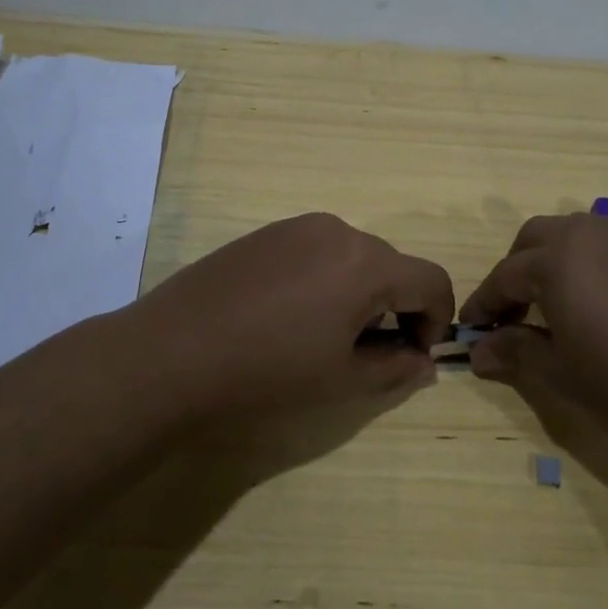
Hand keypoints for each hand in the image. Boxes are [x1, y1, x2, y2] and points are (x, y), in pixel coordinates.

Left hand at [123, 213, 454, 422]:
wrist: (170, 354)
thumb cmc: (267, 372)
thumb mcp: (342, 381)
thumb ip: (396, 368)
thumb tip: (423, 362)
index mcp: (366, 263)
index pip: (432, 280)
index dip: (437, 320)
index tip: (413, 355)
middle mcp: (337, 231)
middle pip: (392, 266)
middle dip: (396, 308)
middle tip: (368, 353)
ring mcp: (295, 228)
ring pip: (352, 257)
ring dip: (359, 293)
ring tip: (324, 336)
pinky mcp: (263, 235)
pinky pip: (315, 252)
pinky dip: (324, 280)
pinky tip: (287, 317)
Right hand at [459, 200, 607, 472]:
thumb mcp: (564, 377)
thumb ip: (516, 354)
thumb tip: (479, 350)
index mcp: (557, 261)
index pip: (504, 276)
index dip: (484, 304)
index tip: (473, 331)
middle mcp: (593, 235)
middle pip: (538, 238)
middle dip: (517, 271)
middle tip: (514, 315)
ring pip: (585, 227)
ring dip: (563, 253)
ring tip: (563, 295)